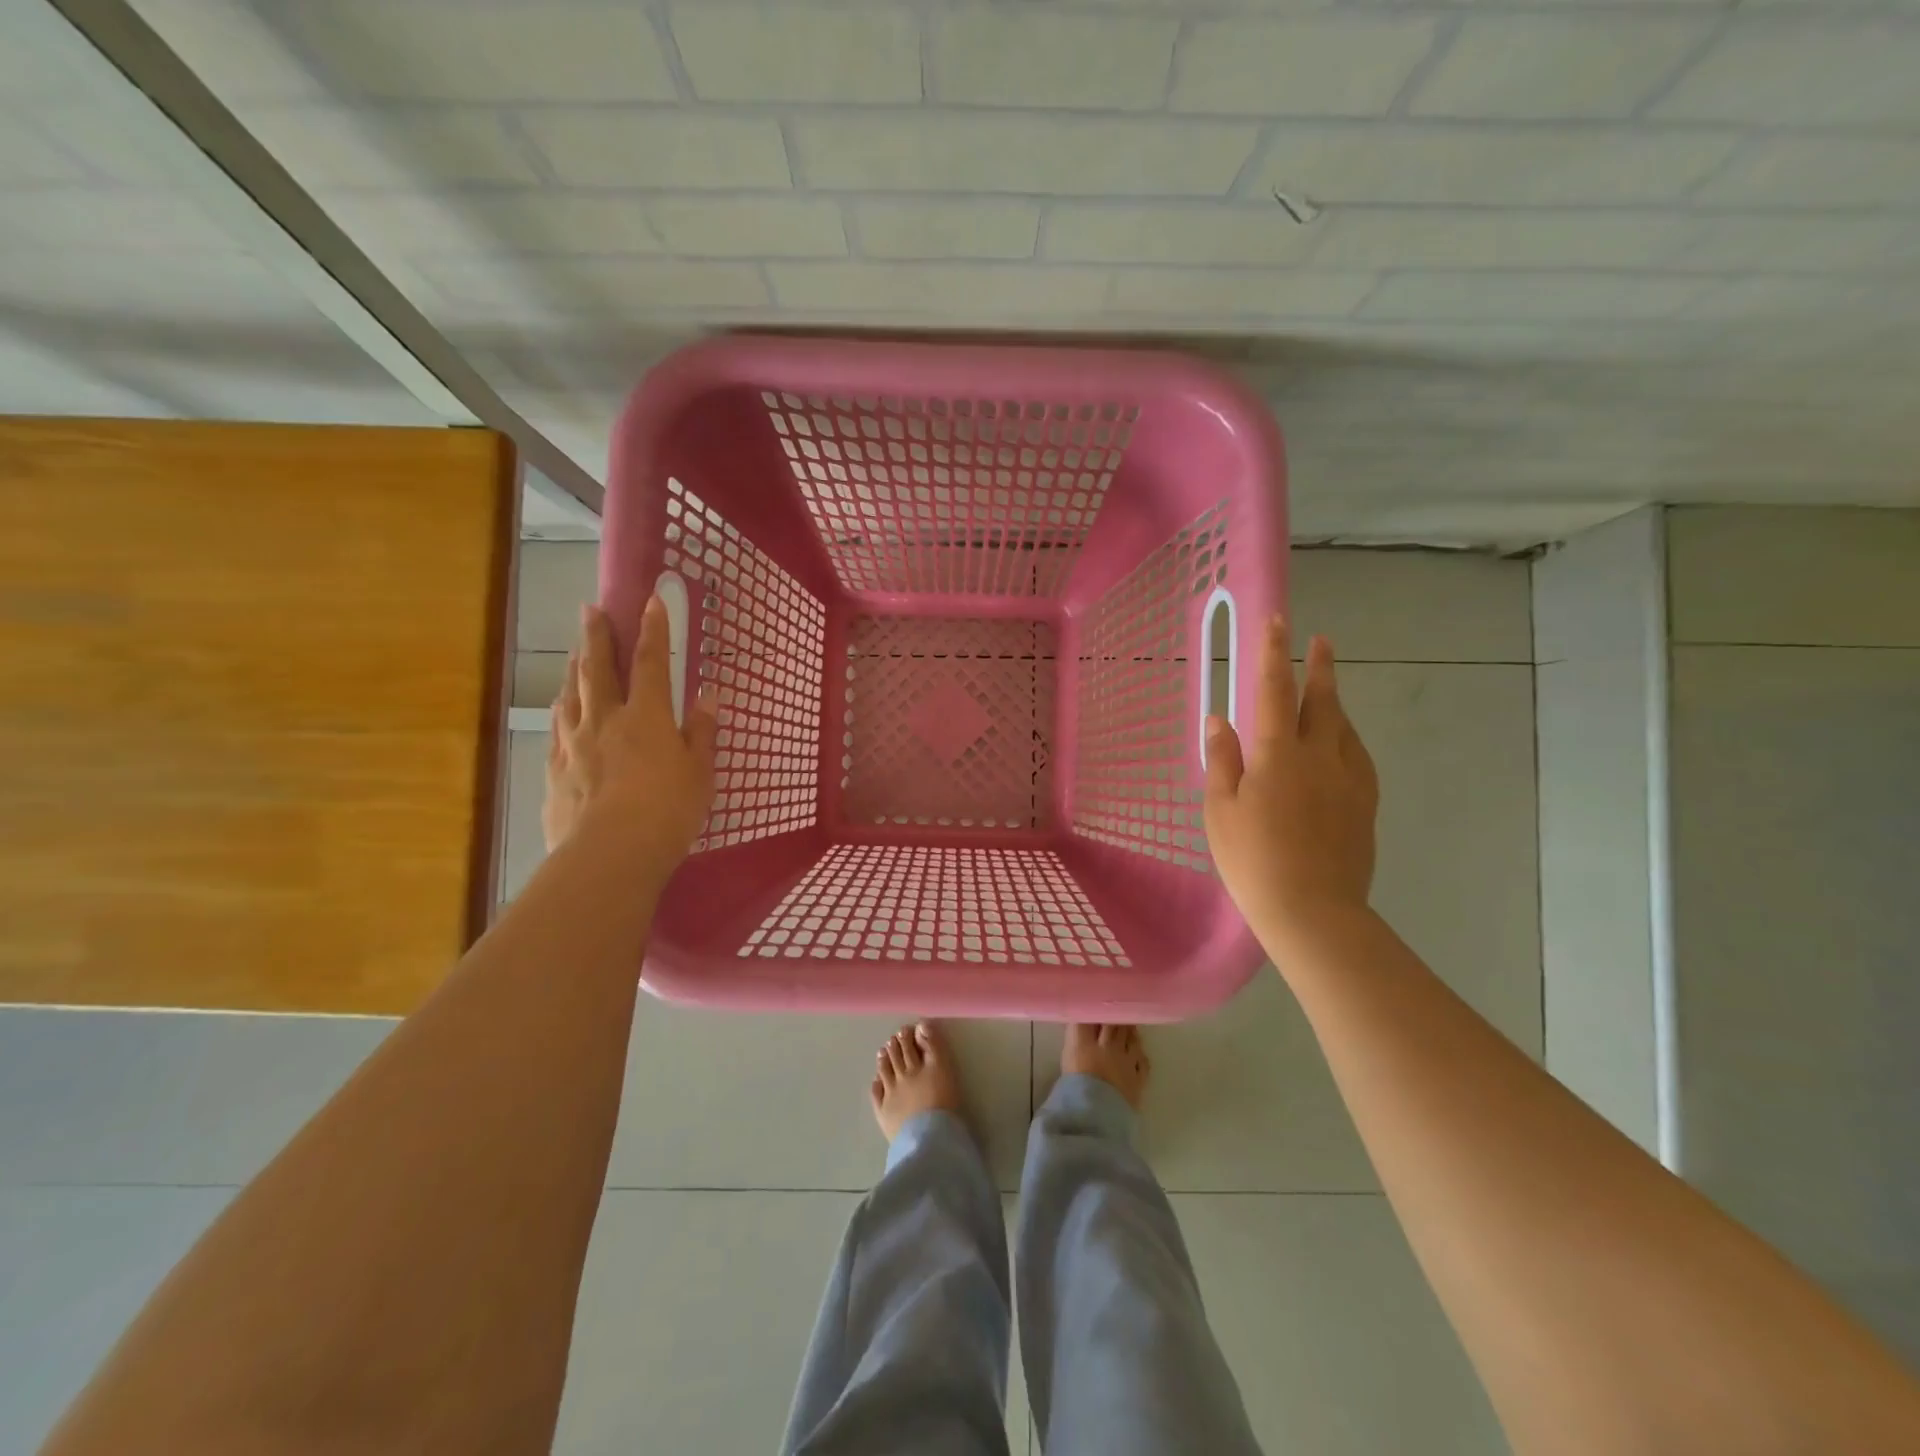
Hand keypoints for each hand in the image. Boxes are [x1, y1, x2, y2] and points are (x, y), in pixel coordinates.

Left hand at [544, 597, 718, 869]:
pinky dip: (560, 709)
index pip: (652, 663)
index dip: (653, 630)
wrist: (611, 853)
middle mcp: (605, 719)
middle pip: (598, 668)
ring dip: (574, 667)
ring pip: (571, 694)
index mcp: (646, 716)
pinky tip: (559, 706)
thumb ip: (701, 731)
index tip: (650, 600)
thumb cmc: (668, 810)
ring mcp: (574, 743)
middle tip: (590, 609)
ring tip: (575, 651)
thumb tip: (708, 695)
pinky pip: (556, 728)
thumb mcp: (700, 772)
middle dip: (597, 635)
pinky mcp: (555, 770)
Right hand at [1204, 616, 1378, 944]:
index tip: (1278, 622)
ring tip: (1326, 690)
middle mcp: (1320, 756)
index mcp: (1278, 754)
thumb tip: (1219, 719)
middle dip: (1319, 668)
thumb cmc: (1253, 859)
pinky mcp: (1365, 804)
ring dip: (1334, 702)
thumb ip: (1222, 760)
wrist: (1313, 910)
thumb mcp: (1221, 810)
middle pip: (1322, 701)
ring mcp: (1349, 780)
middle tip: (1321, 640)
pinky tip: (1343, 743)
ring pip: (1344, 727)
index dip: (1274, 654)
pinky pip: (1358, 756)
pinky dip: (1347, 737)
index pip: (1275, 691)